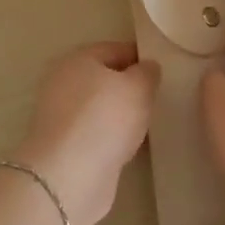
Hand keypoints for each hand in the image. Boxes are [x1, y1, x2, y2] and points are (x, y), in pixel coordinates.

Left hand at [12, 42, 157, 224]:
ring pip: (100, 107)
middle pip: (104, 78)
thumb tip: (147, 68)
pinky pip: (95, 133)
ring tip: (148, 124)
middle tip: (158, 98)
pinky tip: (130, 146)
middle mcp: (63, 82)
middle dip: (130, 87)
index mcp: (77, 59)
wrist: (69, 175)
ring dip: (121, 115)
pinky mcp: (63, 146)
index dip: (141, 57)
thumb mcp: (138, 87)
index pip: (115, 49)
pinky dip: (111, 137)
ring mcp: (60, 115)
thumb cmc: (106, 119)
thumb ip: (147, 73)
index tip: (164, 71)